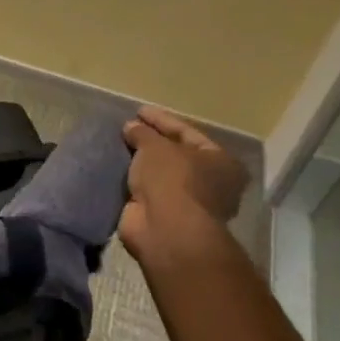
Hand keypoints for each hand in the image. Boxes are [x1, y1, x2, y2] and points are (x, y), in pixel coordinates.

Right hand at [120, 105, 250, 275]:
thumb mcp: (155, 146)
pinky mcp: (168, 218)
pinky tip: (118, 169)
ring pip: (162, 174)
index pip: (187, 132)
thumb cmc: (172, 179)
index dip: (161, 119)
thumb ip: (143, 133)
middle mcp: (212, 183)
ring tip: (120, 146)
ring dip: (142, 162)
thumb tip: (132, 127)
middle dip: (152, 142)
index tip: (139, 110)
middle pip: (177, 154)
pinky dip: (135, 181)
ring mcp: (190, 203)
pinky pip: (149, 191)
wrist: (166, 230)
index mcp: (221, 162)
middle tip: (129, 128)